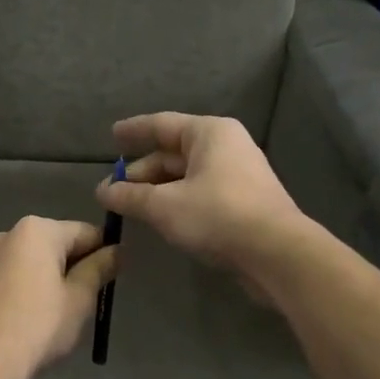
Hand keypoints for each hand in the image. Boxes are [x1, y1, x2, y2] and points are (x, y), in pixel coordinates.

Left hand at [0, 217, 118, 378]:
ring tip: (58, 313)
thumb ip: (100, 268)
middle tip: (87, 301)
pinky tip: (31, 317)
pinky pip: (11, 276)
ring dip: (49, 278)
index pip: (85, 232)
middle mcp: (7, 234)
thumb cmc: (39, 326)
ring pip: (31, 261)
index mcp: (36, 230)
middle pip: (55, 244)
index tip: (113, 279)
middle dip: (74, 266)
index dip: (104, 253)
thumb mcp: (80, 298)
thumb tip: (117, 251)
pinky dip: (26, 288)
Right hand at [97, 113, 310, 284]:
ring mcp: (238, 175)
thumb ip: (131, 196)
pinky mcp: (243, 203)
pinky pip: (200, 193)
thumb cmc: (217, 215)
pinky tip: (159, 218)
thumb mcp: (164, 206)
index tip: (112, 136)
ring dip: (157, 190)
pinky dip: (177, 201)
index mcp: (210, 133)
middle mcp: (226, 147)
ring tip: (129, 206)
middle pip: (173, 153)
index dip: (134, 131)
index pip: (162, 124)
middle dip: (142, 171)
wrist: (276, 253)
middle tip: (112, 189)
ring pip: (186, 176)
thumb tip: (103, 191)